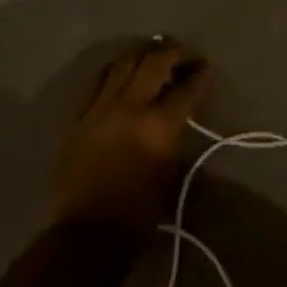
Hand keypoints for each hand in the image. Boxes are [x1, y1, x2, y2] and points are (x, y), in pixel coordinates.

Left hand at [48, 40, 210, 231]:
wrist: (86, 234)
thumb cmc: (137, 215)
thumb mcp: (172, 181)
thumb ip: (180, 147)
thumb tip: (186, 131)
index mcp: (160, 126)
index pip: (187, 89)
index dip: (200, 75)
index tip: (206, 67)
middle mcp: (132, 107)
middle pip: (155, 63)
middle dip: (173, 52)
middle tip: (183, 53)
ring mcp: (102, 107)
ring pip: (124, 63)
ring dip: (142, 54)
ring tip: (152, 53)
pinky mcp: (80, 115)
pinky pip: (98, 80)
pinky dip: (114, 69)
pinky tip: (121, 70)